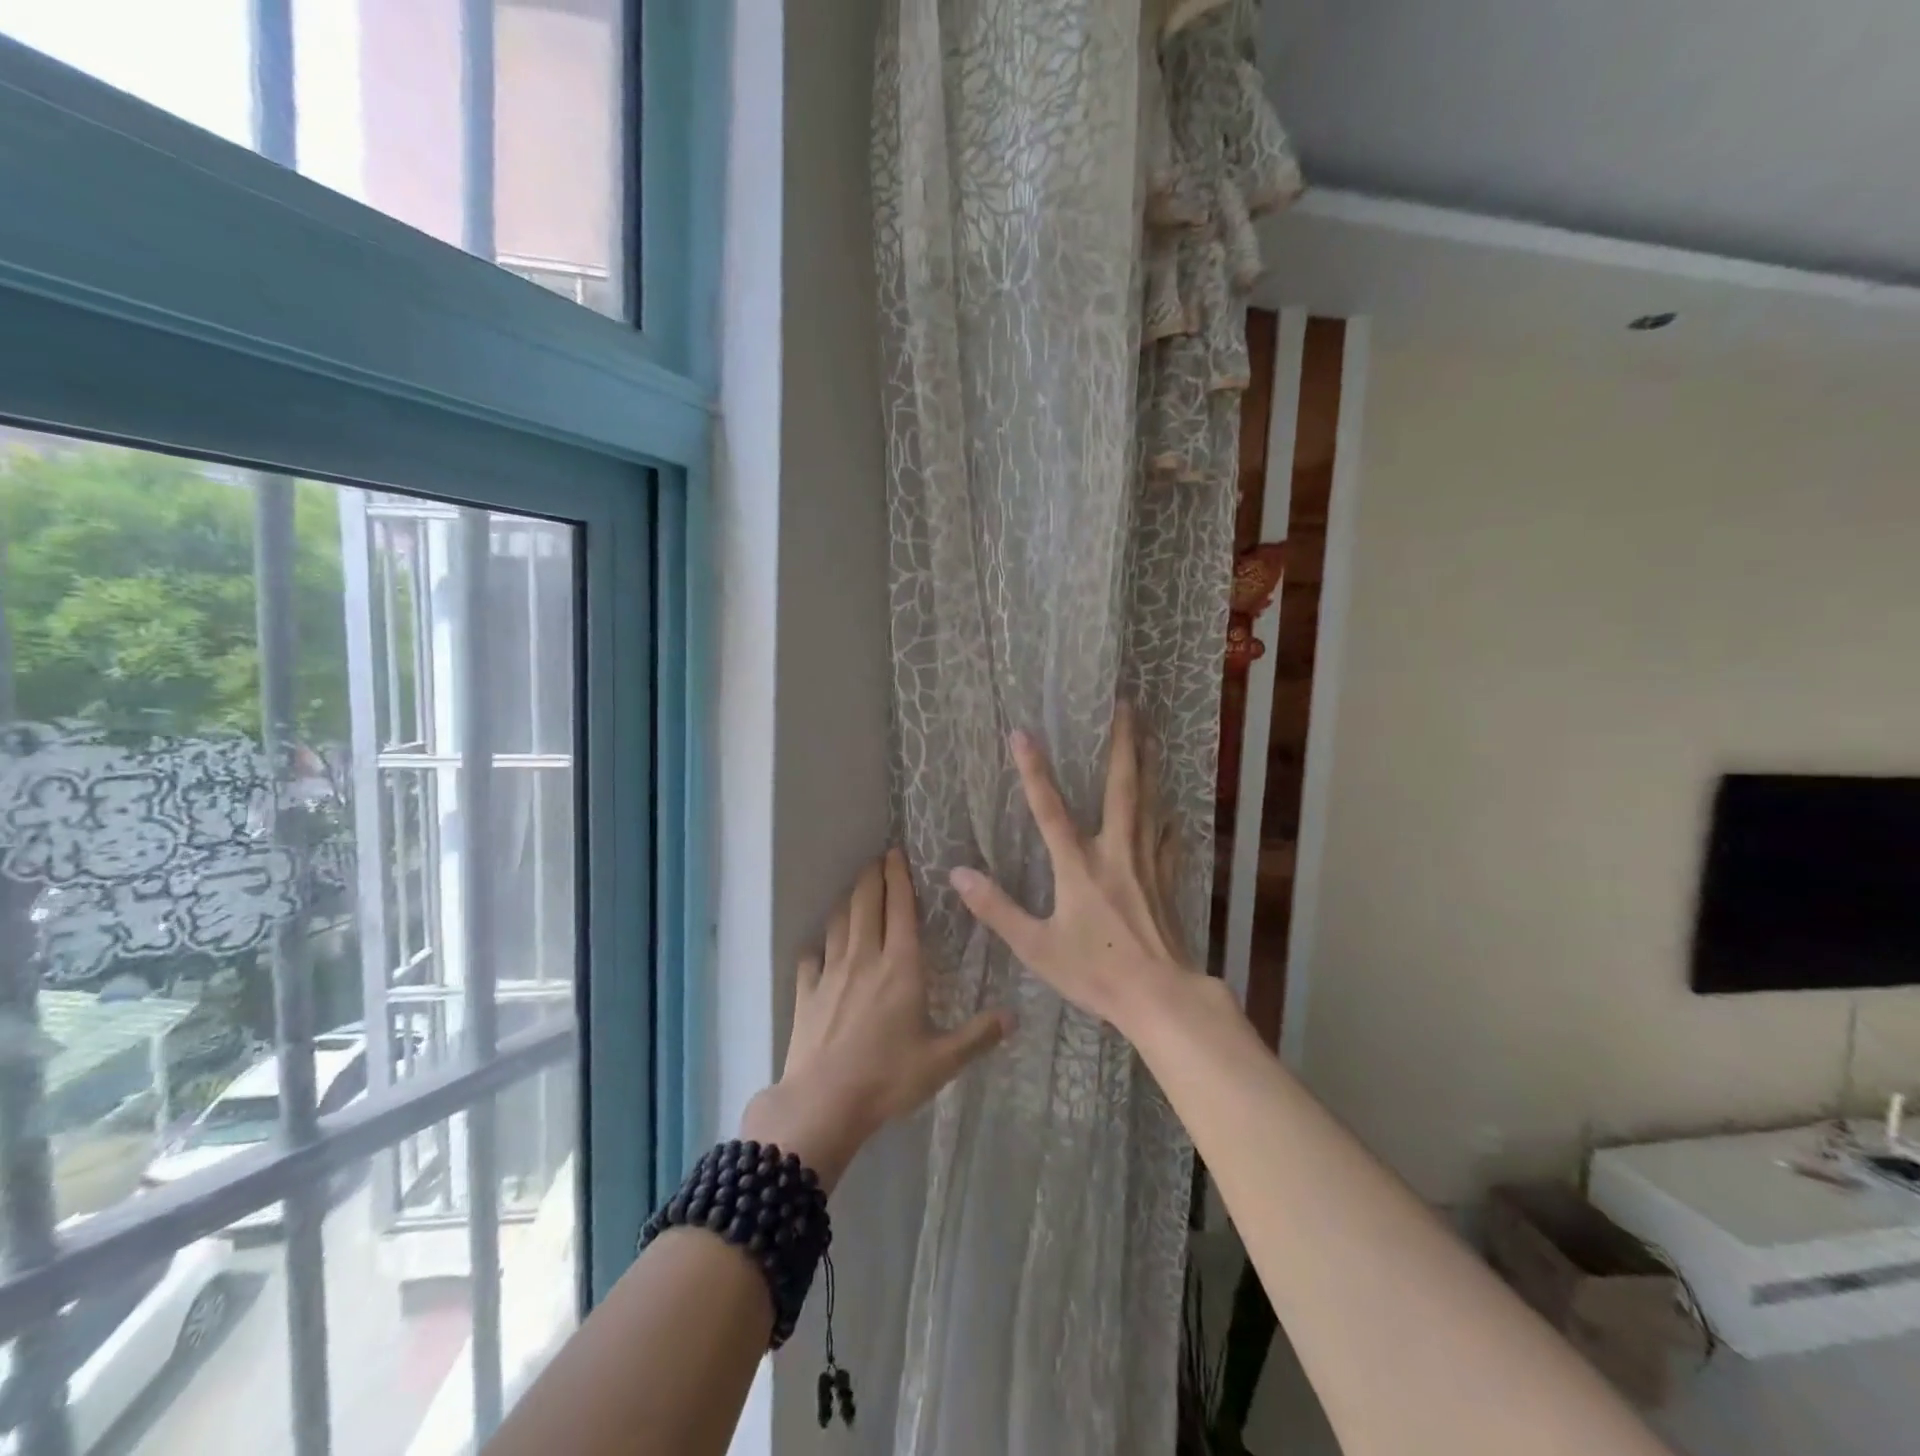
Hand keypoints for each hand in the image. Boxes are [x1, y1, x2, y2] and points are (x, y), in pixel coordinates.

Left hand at [742, 849, 1012, 1190]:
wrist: (823, 1103)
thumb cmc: (888, 1077)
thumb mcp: (942, 1060)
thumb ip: (978, 1035)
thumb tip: (1014, 1016)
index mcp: (900, 965)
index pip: (899, 907)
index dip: (898, 876)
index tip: (896, 851)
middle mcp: (864, 957)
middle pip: (865, 902)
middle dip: (871, 876)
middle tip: (877, 859)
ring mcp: (830, 972)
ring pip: (838, 922)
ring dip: (847, 902)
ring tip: (854, 893)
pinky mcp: (805, 992)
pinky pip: (812, 958)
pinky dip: (819, 946)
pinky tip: (822, 950)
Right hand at [949, 702, 1195, 1034]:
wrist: (1160, 996)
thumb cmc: (1095, 972)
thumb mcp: (1036, 946)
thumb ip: (996, 909)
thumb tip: (957, 875)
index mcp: (1079, 866)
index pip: (1050, 809)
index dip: (1034, 770)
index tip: (1022, 732)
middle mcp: (1116, 852)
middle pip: (1121, 787)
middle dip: (1123, 743)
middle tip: (1127, 704)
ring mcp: (1147, 862)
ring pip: (1150, 802)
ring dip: (1149, 765)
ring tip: (1151, 735)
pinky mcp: (1167, 878)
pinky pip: (1167, 834)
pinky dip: (1166, 812)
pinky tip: (1170, 804)